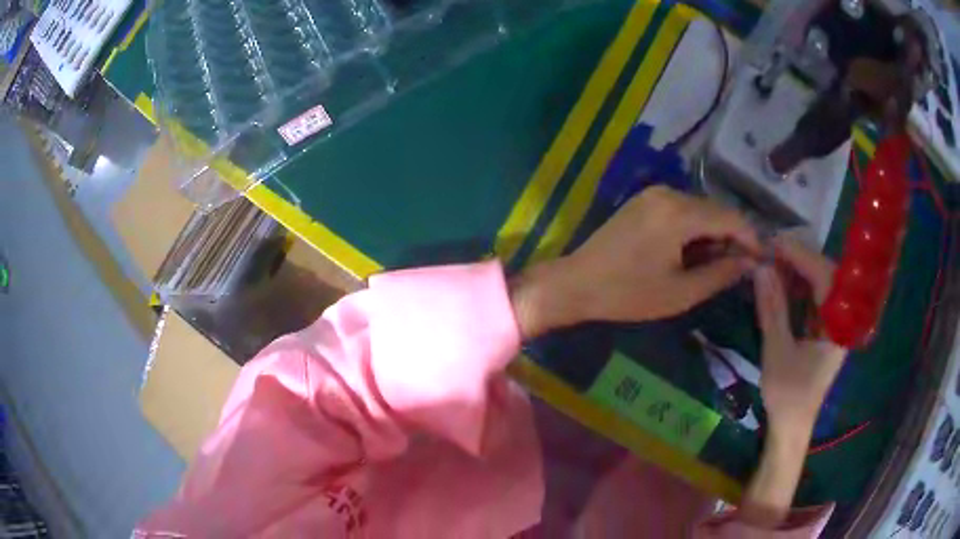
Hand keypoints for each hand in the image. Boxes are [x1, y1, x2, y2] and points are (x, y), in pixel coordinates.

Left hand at [511, 186, 759, 338]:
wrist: (576, 283)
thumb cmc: (628, 294)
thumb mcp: (681, 292)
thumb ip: (721, 274)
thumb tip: (750, 262)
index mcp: (679, 213)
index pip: (731, 218)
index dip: (751, 238)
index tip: (761, 261)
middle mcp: (669, 193)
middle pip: (716, 210)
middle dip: (732, 238)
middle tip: (737, 269)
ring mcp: (653, 193)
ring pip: (700, 209)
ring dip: (713, 234)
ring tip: (714, 266)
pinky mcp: (644, 200)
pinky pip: (682, 210)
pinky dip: (694, 229)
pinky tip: (692, 253)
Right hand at [756, 238, 845, 433]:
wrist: (791, 426)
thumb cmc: (788, 395)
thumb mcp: (777, 353)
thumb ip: (772, 309)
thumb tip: (761, 268)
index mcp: (838, 326)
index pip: (826, 277)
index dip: (801, 257)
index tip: (774, 244)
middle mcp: (841, 319)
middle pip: (826, 275)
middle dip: (799, 260)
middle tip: (771, 251)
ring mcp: (834, 324)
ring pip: (820, 284)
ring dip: (797, 271)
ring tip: (772, 262)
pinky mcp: (824, 329)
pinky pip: (814, 298)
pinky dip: (797, 287)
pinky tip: (780, 282)